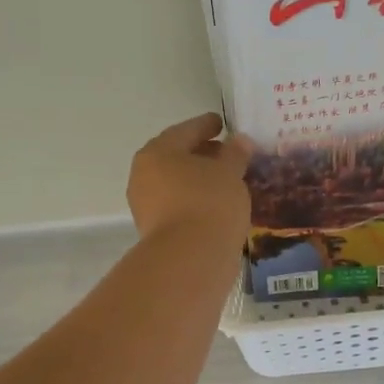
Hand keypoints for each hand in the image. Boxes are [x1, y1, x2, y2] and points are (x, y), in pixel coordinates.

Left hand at [127, 112, 252, 242]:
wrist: (189, 259)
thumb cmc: (209, 203)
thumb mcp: (229, 173)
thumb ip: (235, 154)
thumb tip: (239, 140)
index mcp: (158, 151)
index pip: (186, 130)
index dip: (206, 125)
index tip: (222, 123)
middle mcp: (144, 175)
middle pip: (176, 156)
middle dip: (201, 153)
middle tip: (226, 153)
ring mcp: (146, 205)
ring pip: (176, 183)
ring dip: (198, 179)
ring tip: (225, 181)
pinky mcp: (154, 231)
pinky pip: (178, 205)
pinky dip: (195, 200)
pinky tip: (215, 204)